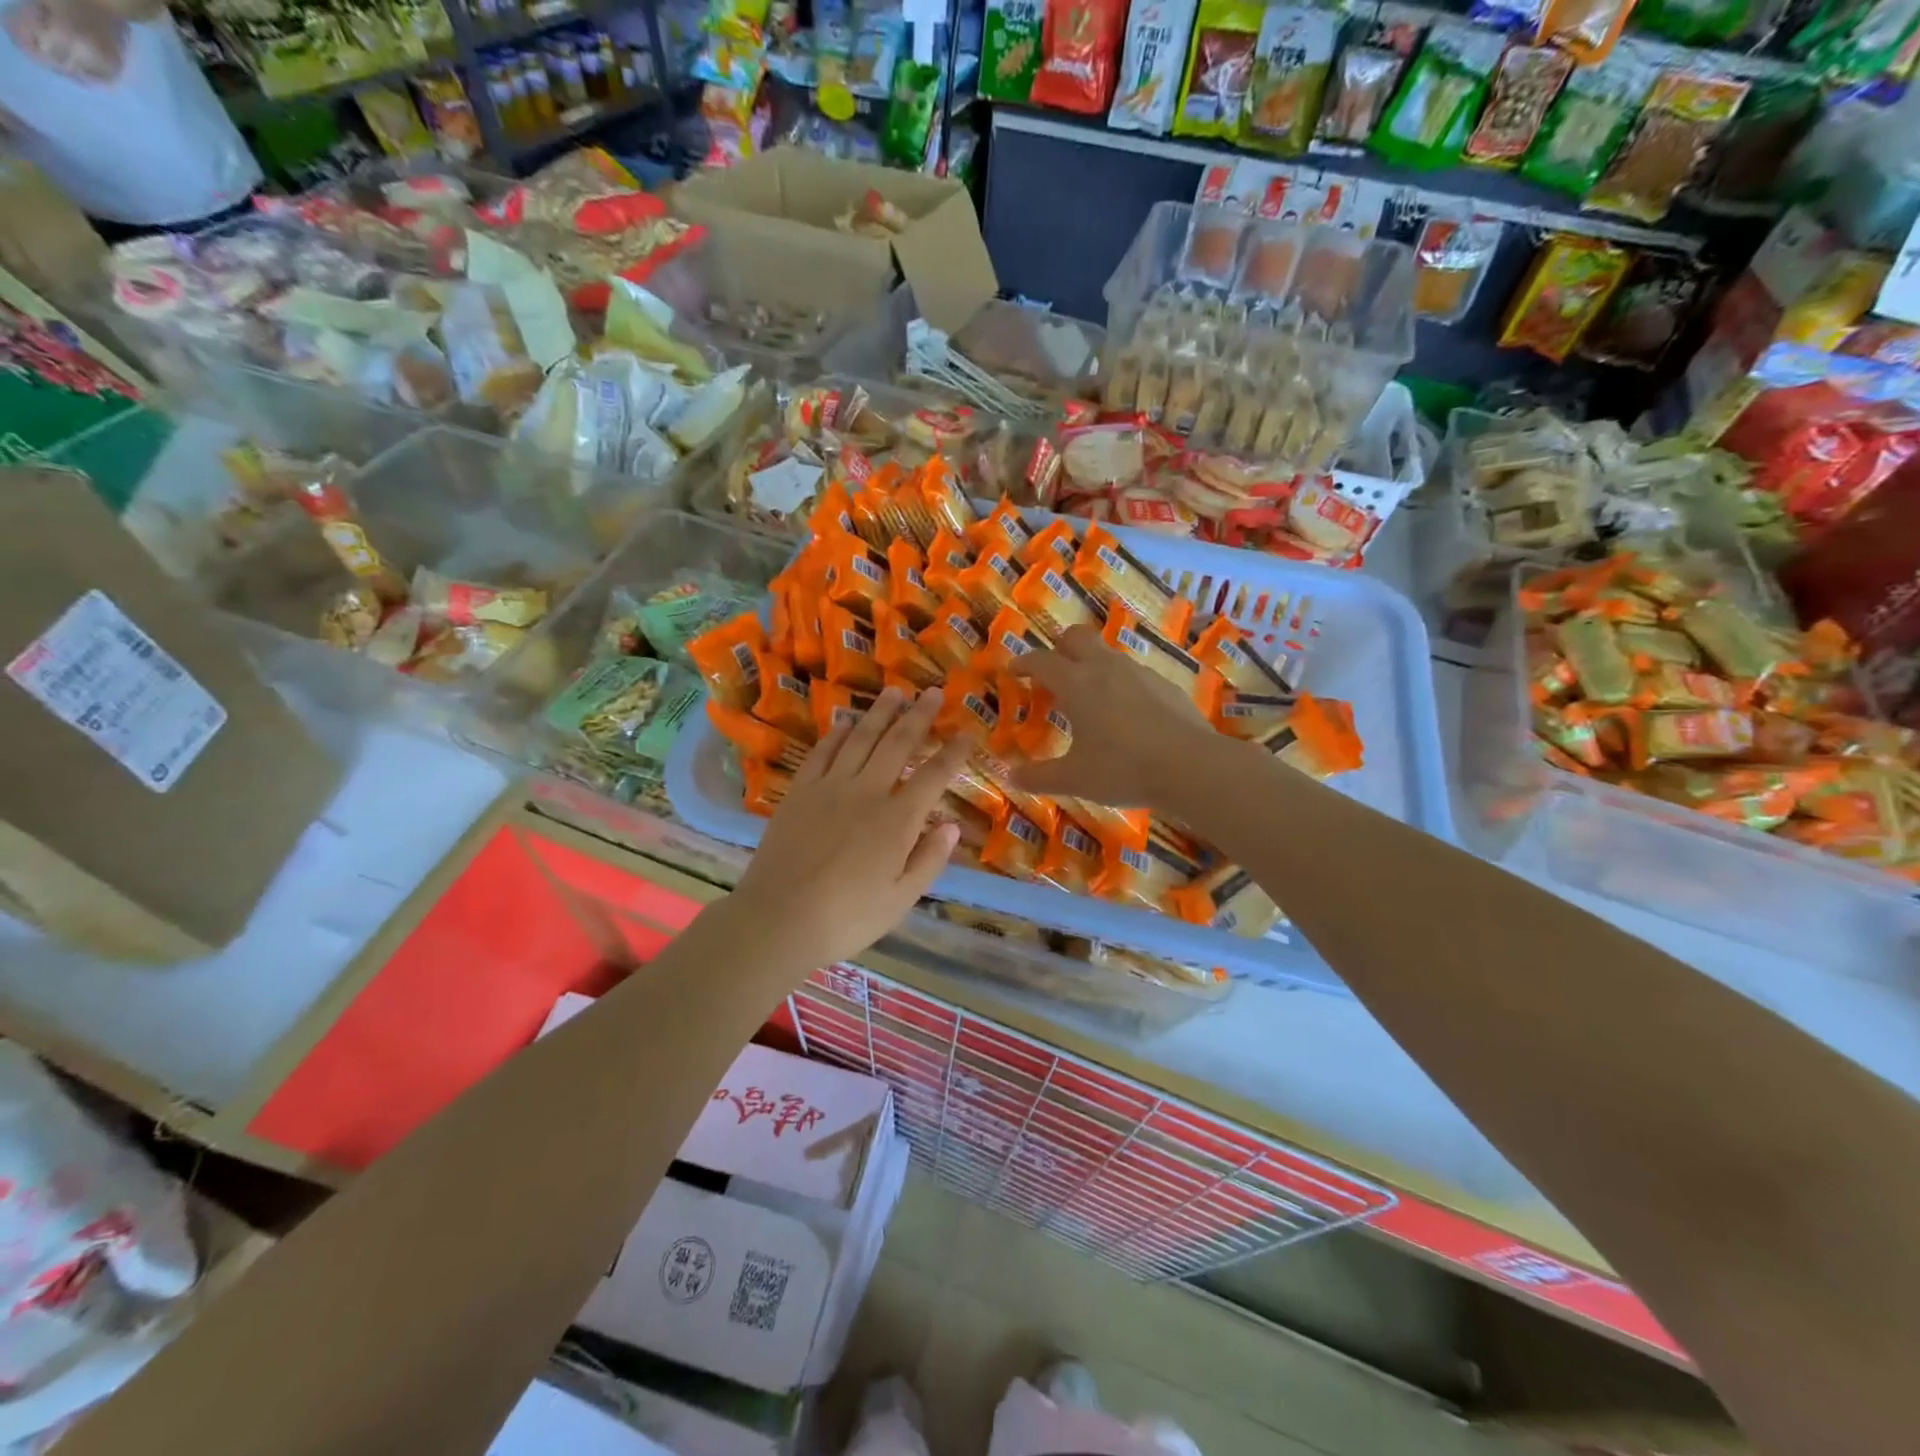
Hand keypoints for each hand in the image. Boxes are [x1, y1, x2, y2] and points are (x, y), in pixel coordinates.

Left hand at [727, 687, 969, 974]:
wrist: (778, 918)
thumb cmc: (847, 918)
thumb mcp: (900, 899)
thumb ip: (928, 860)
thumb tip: (951, 825)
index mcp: (898, 820)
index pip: (934, 776)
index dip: (953, 752)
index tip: (966, 733)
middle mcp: (867, 792)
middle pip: (898, 743)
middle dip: (919, 715)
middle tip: (932, 692)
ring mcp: (830, 787)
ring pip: (860, 738)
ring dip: (880, 713)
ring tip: (894, 692)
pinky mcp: (800, 791)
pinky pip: (822, 752)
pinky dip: (836, 734)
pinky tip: (845, 722)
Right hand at [1011, 625, 1223, 808]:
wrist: (1191, 767)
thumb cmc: (1122, 769)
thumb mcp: (1073, 779)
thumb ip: (1038, 777)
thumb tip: (1009, 775)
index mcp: (1076, 684)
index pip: (1041, 661)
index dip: (1023, 663)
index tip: (1013, 670)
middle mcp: (1105, 668)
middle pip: (1077, 637)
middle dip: (1059, 647)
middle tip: (1052, 671)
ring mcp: (1140, 673)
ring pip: (1108, 654)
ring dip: (1092, 665)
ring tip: (1089, 697)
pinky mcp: (1166, 685)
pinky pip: (1135, 675)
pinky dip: (1121, 685)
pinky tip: (1127, 714)